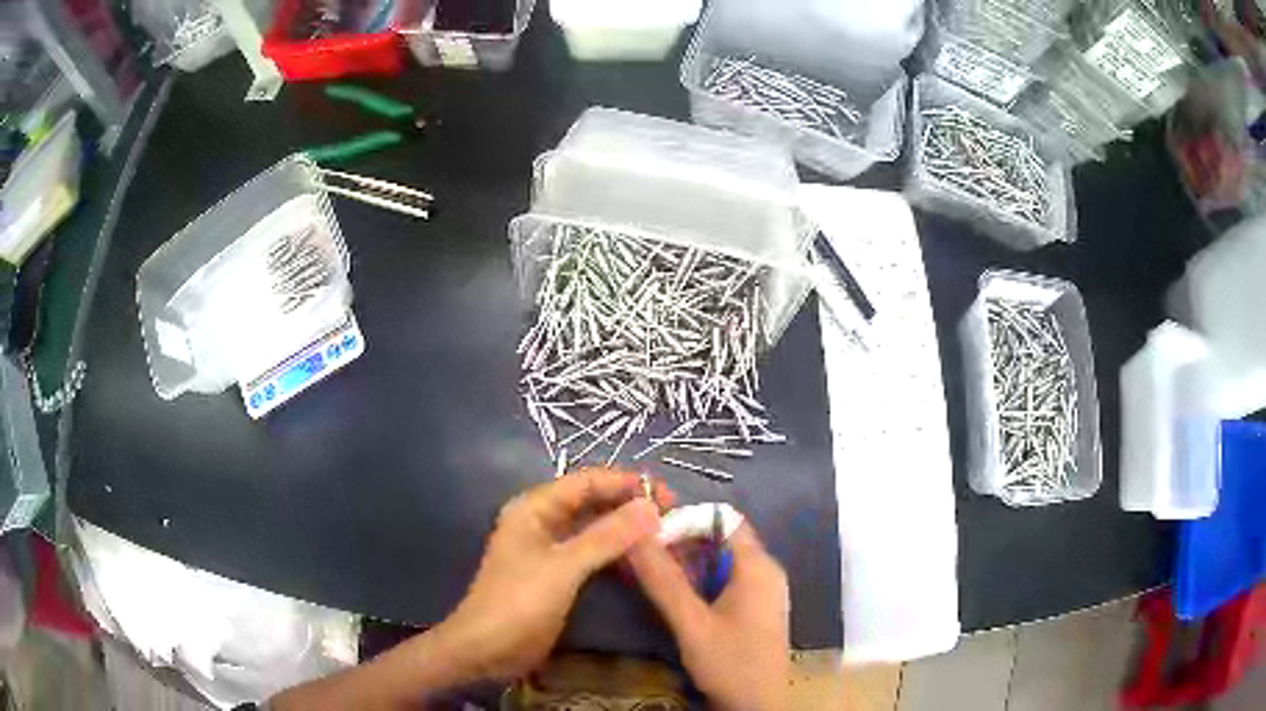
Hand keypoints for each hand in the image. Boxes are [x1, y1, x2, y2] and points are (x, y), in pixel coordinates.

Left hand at [436, 468, 661, 681]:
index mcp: (535, 508)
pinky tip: (642, 560)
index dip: (627, 484)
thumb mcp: (564, 568)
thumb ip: (607, 537)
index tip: (668, 496)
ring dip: (626, 529)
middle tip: (673, 517)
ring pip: (594, 529)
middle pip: (592, 502)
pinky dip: (616, 553)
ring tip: (665, 536)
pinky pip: (592, 553)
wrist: (486, 650)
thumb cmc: (519, 603)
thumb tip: (651, 508)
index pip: (587, 481)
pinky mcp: (557, 574)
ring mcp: (549, 549)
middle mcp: (542, 521)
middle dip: (629, 506)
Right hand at [628, 521, 789, 710]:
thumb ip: (663, 581)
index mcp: (758, 566)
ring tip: (648, 570)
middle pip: (721, 539)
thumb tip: (634, 536)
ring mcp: (762, 591)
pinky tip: (672, 593)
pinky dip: (698, 580)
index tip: (648, 528)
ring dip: (686, 562)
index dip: (685, 518)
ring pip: (720, 561)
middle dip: (680, 541)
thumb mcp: (692, 624)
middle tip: (641, 551)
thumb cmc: (730, 663)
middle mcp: (764, 571)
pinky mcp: (755, 609)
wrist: (757, 707)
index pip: (722, 519)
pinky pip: (725, 581)